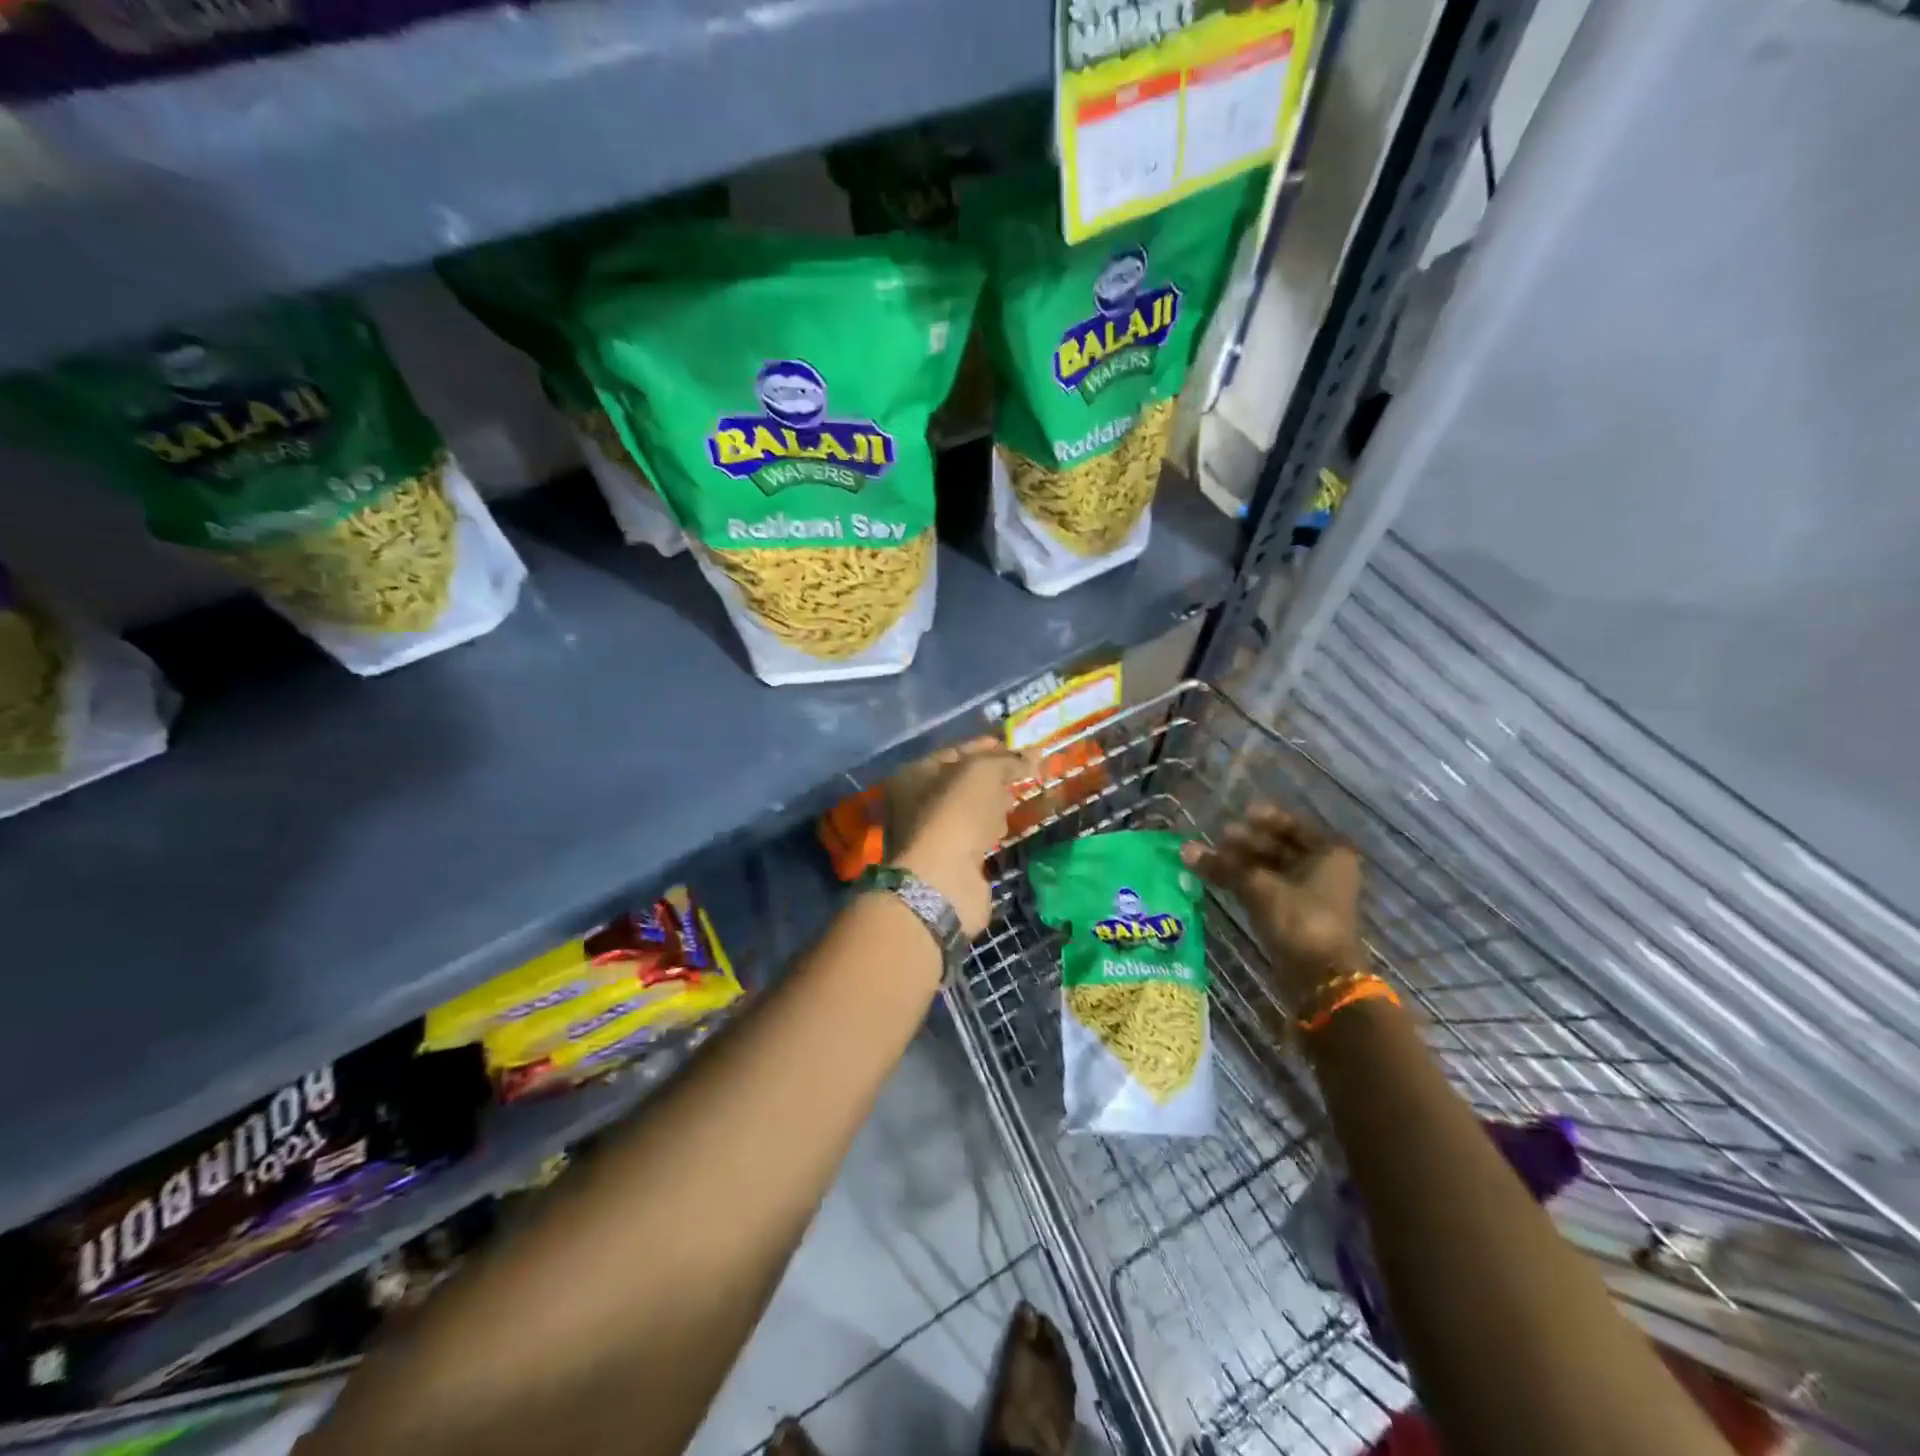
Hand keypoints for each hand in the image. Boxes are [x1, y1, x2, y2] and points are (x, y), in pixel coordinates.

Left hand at [884, 738, 1034, 936]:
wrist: (944, 881)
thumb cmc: (957, 814)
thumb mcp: (983, 773)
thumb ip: (1007, 760)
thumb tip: (1033, 755)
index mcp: (914, 774)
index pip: (956, 752)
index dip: (988, 746)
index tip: (1020, 747)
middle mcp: (915, 802)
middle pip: (961, 782)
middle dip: (992, 776)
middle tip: (1022, 773)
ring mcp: (931, 835)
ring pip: (968, 810)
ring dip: (992, 804)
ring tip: (1017, 798)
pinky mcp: (948, 861)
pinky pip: (973, 836)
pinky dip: (989, 830)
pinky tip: (1005, 828)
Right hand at [1182, 805, 1365, 1011]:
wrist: (1321, 979)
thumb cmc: (1300, 920)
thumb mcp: (1259, 888)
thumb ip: (1222, 866)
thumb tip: (1185, 849)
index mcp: (1329, 853)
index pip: (1293, 825)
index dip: (1264, 819)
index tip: (1236, 816)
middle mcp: (1324, 869)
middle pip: (1281, 846)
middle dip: (1248, 843)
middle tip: (1218, 838)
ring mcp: (1311, 894)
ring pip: (1272, 868)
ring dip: (1242, 863)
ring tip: (1210, 857)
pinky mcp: (1296, 915)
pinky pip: (1268, 887)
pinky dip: (1246, 881)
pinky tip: (1219, 877)